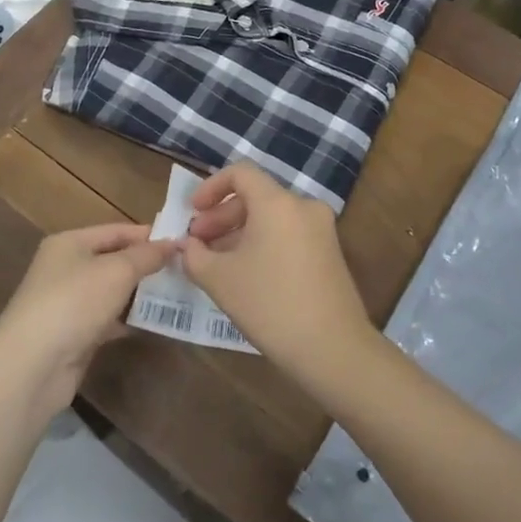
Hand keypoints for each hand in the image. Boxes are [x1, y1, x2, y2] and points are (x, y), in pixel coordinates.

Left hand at [0, 224, 174, 414]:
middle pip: (114, 260)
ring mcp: (68, 303)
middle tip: (185, 270)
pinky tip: (154, 322)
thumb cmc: (74, 303)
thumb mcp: (117, 271)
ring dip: (140, 294)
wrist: (32, 366)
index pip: (116, 230)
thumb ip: (147, 256)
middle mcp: (66, 269)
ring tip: (177, 294)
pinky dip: (128, 320)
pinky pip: (108, 320)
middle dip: (147, 265)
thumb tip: (173, 243)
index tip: (182, 242)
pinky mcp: (73, 334)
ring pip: (112, 292)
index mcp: (70, 243)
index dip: (148, 235)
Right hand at [178, 162, 376, 382]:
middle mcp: (303, 207)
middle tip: (197, 245)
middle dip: (221, 217)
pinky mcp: (329, 253)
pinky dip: (263, 244)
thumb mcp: (220, 279)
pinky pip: (288, 235)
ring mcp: (321, 230)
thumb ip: (195, 255)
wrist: (332, 348)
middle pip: (255, 197)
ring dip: (240, 233)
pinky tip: (246, 275)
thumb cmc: (269, 304)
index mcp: (278, 203)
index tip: (192, 214)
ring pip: (271, 218)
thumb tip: (187, 246)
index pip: (240, 173)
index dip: (210, 187)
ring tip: (216, 263)